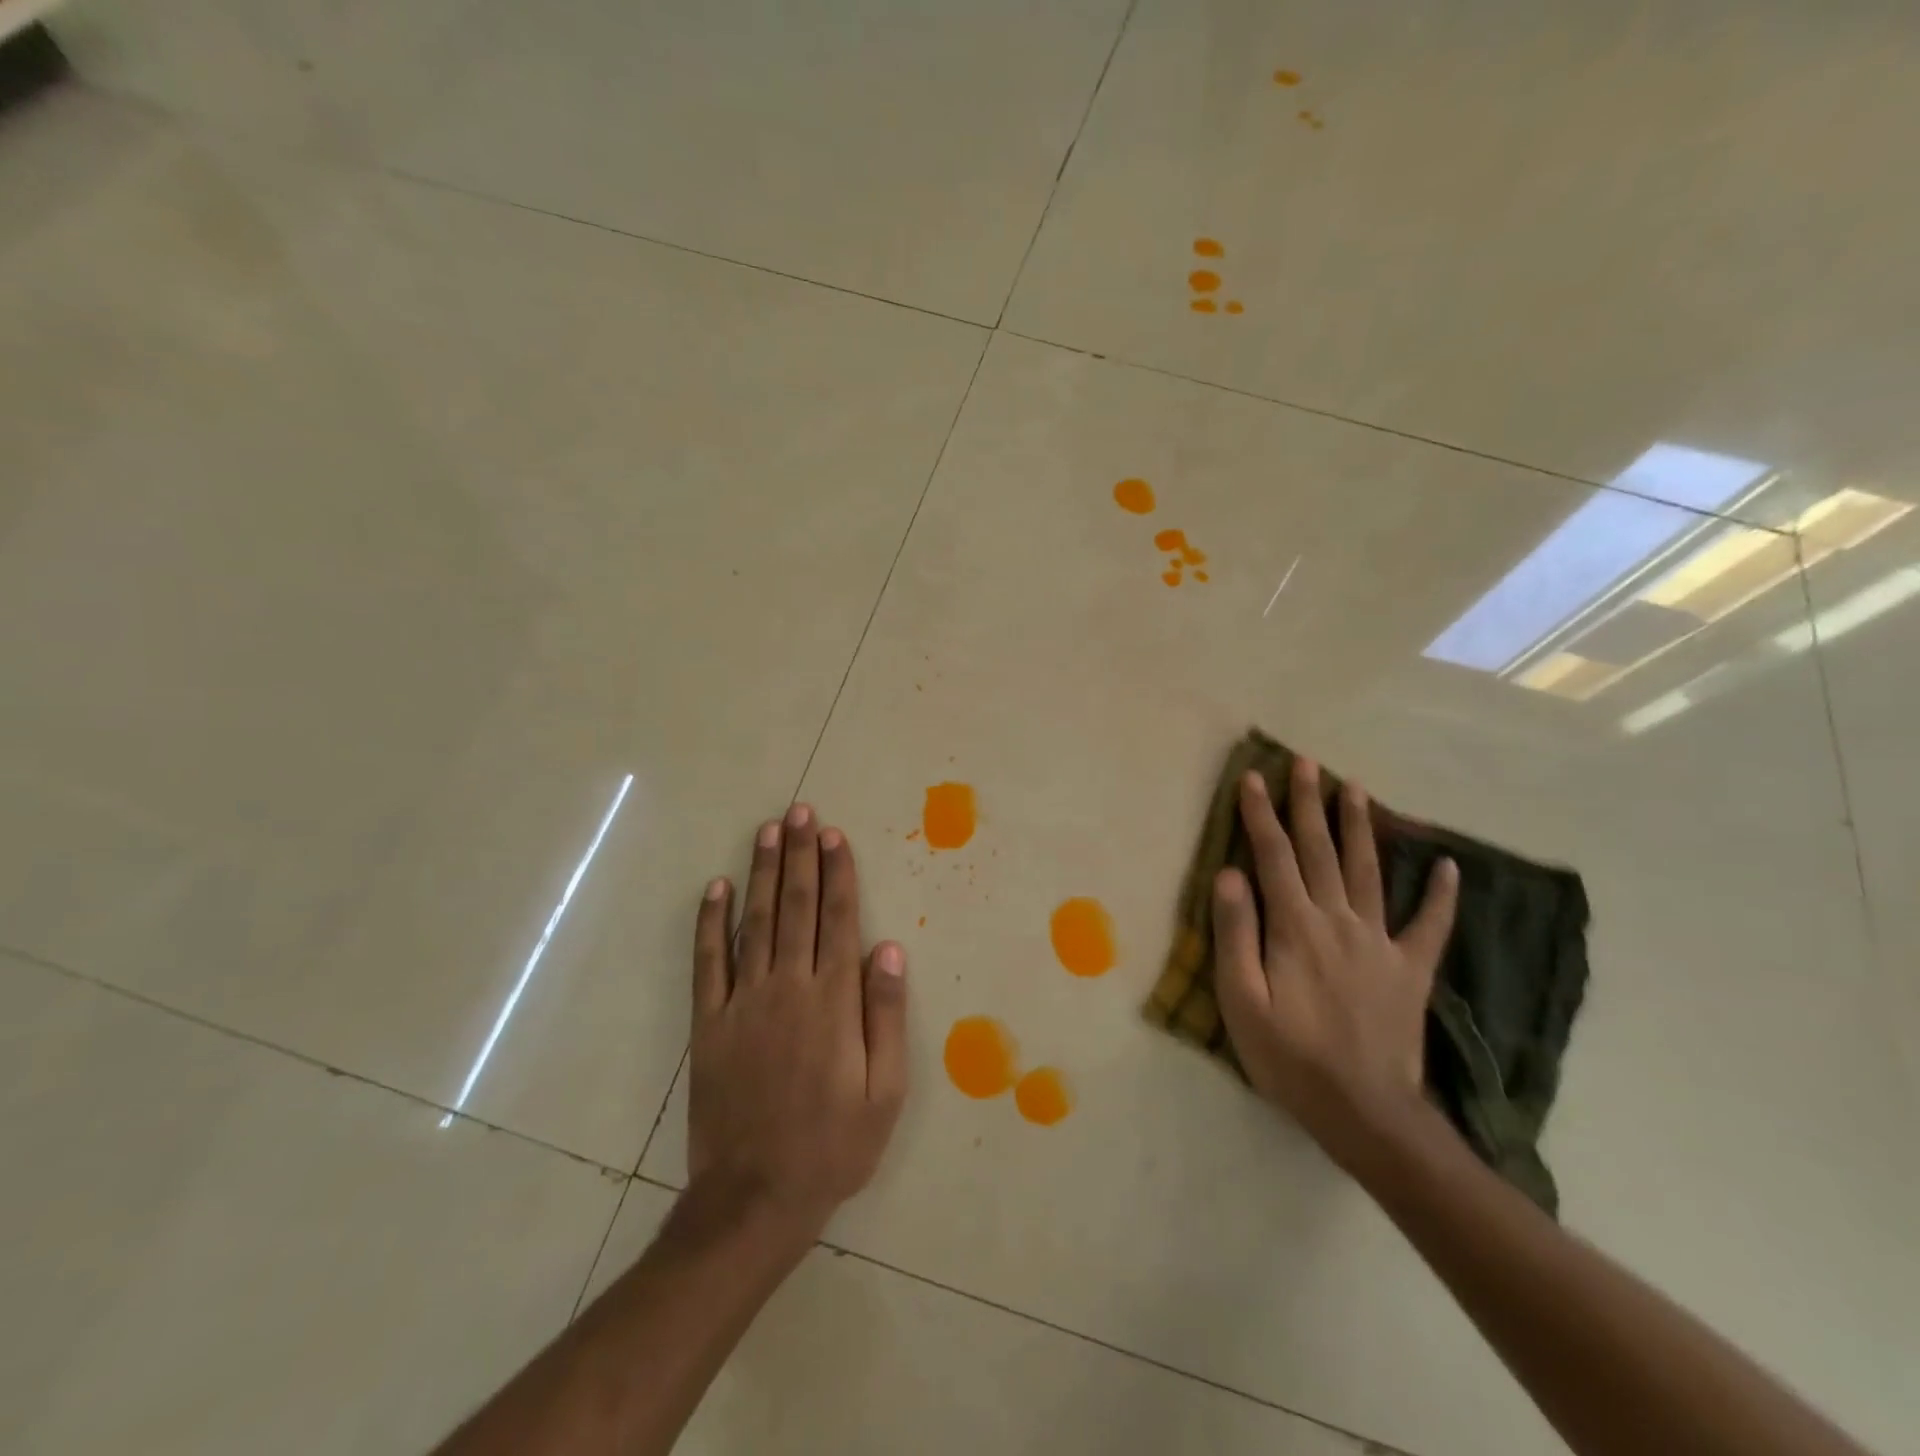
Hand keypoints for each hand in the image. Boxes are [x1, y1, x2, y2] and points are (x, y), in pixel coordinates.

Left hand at [687, 804, 907, 1246]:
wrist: (755, 1197)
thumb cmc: (833, 1145)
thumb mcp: (885, 1091)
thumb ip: (885, 1016)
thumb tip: (887, 949)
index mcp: (833, 1002)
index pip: (838, 920)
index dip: (838, 873)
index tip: (834, 835)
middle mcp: (788, 988)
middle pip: (796, 907)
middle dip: (800, 856)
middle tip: (800, 812)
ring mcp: (743, 1002)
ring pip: (754, 922)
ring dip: (762, 873)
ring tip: (768, 831)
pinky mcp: (708, 1023)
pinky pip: (708, 962)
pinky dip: (710, 923)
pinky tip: (714, 888)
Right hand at [1212, 759, 1459, 1176]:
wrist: (1364, 1112)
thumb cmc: (1289, 1057)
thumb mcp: (1241, 1001)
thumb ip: (1235, 933)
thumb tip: (1229, 874)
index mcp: (1294, 926)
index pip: (1273, 856)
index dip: (1260, 814)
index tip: (1252, 778)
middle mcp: (1338, 920)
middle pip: (1320, 850)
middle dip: (1309, 803)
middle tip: (1306, 763)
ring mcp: (1380, 942)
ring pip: (1367, 870)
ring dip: (1360, 827)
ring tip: (1356, 788)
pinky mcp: (1410, 969)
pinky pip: (1430, 924)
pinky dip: (1441, 894)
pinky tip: (1449, 865)